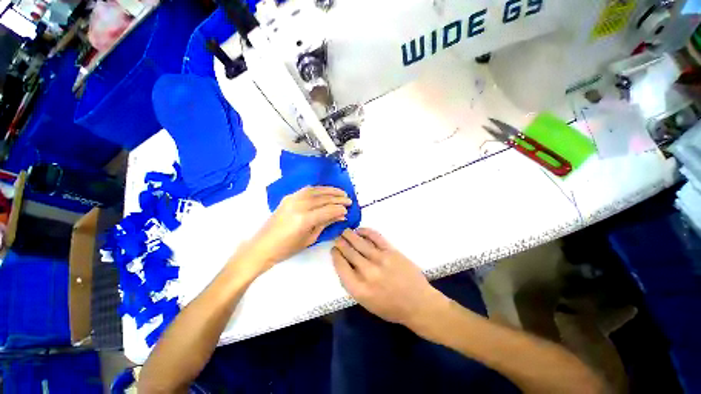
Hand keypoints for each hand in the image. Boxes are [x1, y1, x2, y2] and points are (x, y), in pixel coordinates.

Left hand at [236, 187, 350, 275]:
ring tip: (341, 192)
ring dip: (330, 190)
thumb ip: (326, 223)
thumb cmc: (287, 248)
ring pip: (316, 190)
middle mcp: (299, 205)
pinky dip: (318, 189)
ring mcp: (292, 199)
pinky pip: (306, 189)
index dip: (339, 209)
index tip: (348, 210)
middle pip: (323, 198)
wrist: (263, 245)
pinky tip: (325, 191)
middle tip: (349, 200)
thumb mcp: (310, 238)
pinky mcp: (288, 197)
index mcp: (304, 219)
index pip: (328, 210)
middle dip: (338, 198)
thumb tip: (340, 215)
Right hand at [332, 229, 443, 327]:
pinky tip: (360, 230)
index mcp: (359, 290)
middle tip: (337, 237)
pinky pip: (375, 237)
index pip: (341, 267)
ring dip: (350, 235)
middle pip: (349, 253)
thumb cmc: (391, 307)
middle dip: (340, 243)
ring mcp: (380, 260)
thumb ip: (354, 284)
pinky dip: (366, 232)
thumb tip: (345, 264)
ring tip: (344, 231)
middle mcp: (368, 273)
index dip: (335, 256)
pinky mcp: (391, 251)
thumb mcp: (367, 303)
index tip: (334, 250)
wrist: (418, 303)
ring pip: (360, 243)